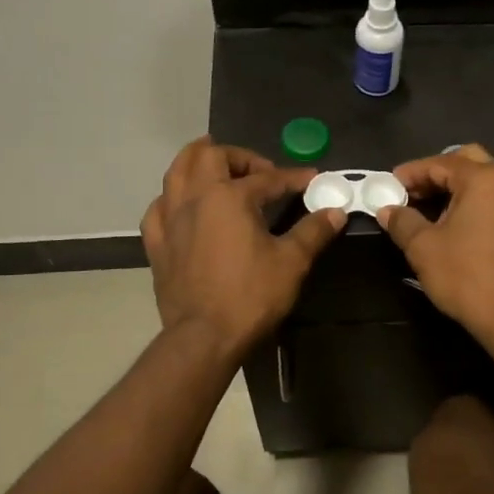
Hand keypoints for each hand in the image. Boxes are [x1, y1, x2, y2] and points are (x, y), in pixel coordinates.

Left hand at [141, 138, 344, 354]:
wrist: (204, 337)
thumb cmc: (250, 296)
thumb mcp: (291, 262)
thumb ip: (313, 231)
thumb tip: (335, 212)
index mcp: (229, 197)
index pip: (267, 178)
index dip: (292, 177)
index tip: (312, 180)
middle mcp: (195, 198)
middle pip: (209, 156)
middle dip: (237, 155)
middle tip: (258, 170)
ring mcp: (170, 220)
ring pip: (175, 173)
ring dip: (196, 162)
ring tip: (212, 164)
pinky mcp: (157, 244)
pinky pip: (158, 208)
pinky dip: (171, 199)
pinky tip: (181, 206)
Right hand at [377, 144, 493, 337]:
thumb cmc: (467, 276)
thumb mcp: (423, 248)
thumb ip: (403, 221)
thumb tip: (388, 210)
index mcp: (485, 179)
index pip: (441, 163)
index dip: (411, 172)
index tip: (389, 185)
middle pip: (470, 162)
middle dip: (440, 173)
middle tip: (416, 192)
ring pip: (490, 185)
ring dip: (462, 191)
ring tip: (437, 213)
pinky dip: (482, 210)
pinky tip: (466, 234)